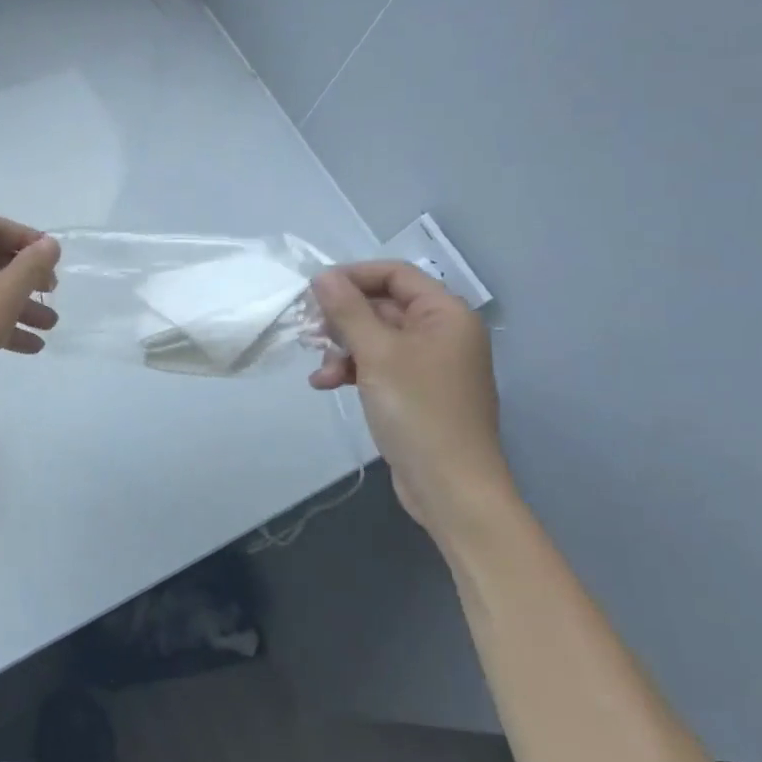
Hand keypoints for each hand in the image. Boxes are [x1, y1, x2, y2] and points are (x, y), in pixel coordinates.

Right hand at [309, 261, 514, 543]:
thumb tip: (323, 276)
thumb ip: (348, 310)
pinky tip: (326, 385)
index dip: (353, 276)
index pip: (395, 274)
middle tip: (310, 333)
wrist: (451, 487)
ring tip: (321, 372)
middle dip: (343, 320)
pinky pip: (379, 365)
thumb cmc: (418, 409)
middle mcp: (442, 332)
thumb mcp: (377, 353)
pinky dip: (352, 370)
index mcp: (446, 314)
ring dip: (343, 349)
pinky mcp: (416, 392)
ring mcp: (430, 364)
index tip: (314, 291)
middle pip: (383, 306)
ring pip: (375, 337)